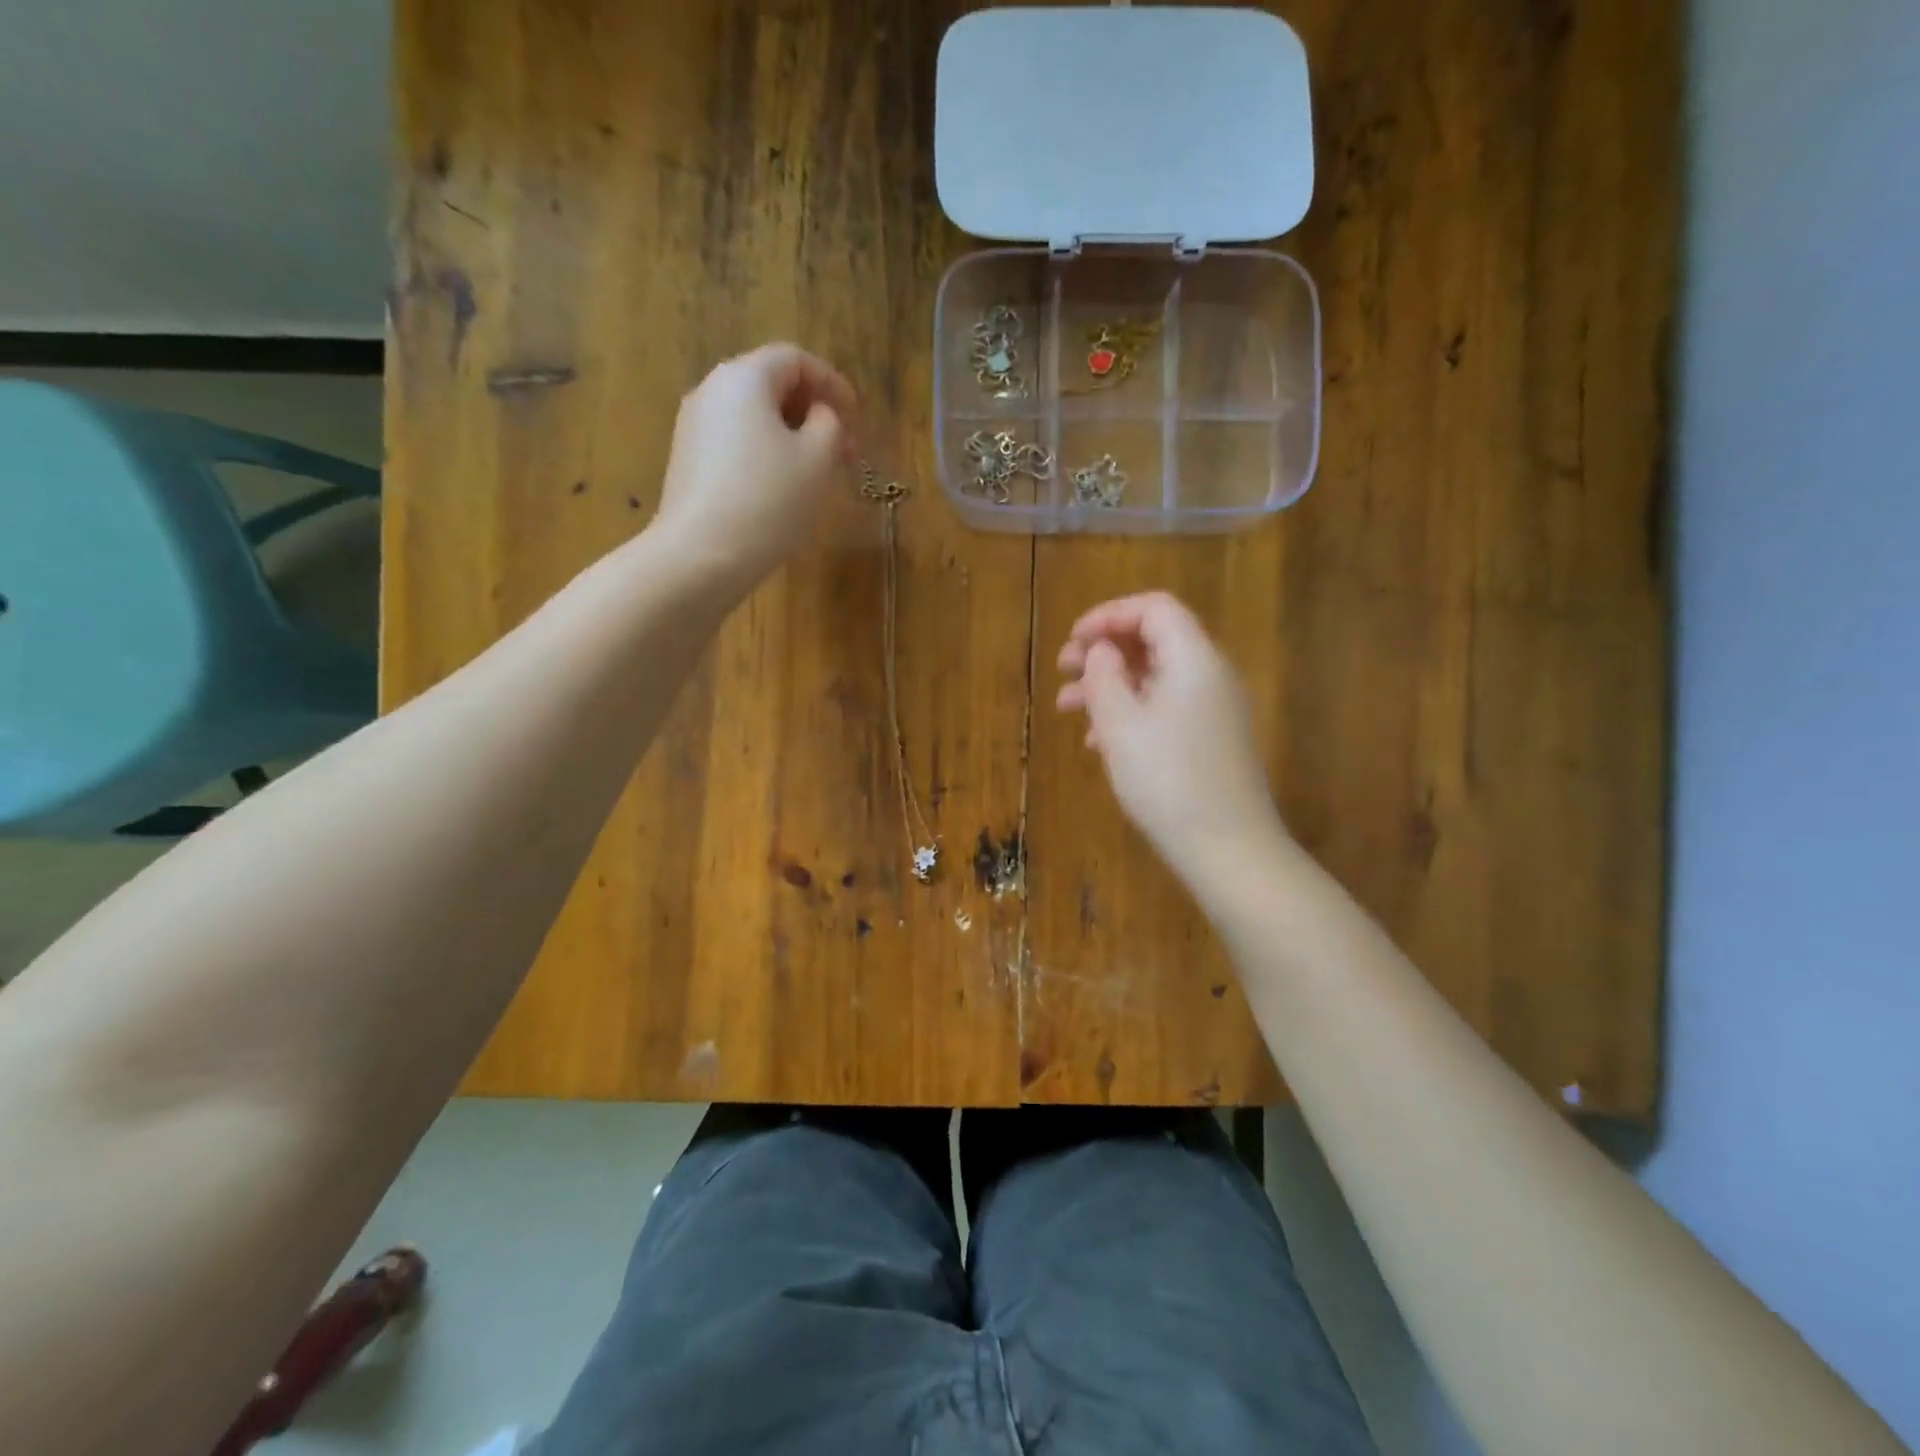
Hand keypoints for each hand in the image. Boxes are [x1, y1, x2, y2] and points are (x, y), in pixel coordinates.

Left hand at [650, 343, 856, 593]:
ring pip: (753, 416)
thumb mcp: (817, 459)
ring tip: (817, 472)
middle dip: (812, 412)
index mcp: (744, 378)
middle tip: (843, 449)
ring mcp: (694, 426)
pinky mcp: (688, 461)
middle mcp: (712, 390)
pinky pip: (736, 441)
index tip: (856, 416)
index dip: (832, 383)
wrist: (701, 555)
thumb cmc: (768, 500)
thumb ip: (829, 424)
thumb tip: (820, 415)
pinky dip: (765, 452)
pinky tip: (783, 487)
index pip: (795, 359)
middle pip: (771, 385)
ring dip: (791, 435)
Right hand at [1056, 592, 1286, 880]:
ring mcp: (1213, 711)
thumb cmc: (1168, 780)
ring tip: (1067, 708)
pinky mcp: (1210, 741)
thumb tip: (1101, 650)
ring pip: (1154, 679)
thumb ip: (1104, 676)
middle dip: (1104, 651)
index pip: (1154, 609)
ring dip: (1109, 685)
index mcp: (1194, 659)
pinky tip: (1099, 742)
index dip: (1109, 615)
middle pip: (1153, 641)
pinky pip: (1165, 709)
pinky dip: (1129, 713)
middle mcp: (1210, 676)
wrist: (1228, 849)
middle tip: (1063, 669)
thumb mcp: (1121, 724)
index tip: (1073, 640)